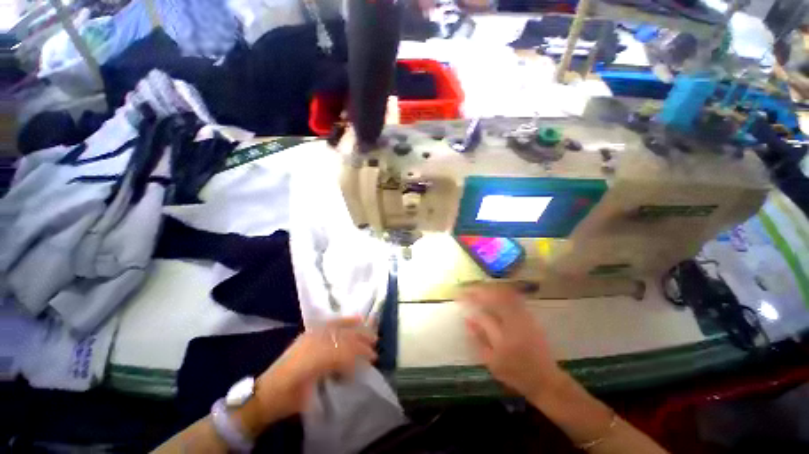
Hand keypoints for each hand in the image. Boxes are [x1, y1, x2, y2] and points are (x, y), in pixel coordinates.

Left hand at [254, 318, 377, 419]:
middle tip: (375, 344)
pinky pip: (328, 324)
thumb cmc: (288, 399)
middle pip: (341, 337)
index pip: (341, 352)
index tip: (372, 359)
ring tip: (370, 331)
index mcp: (310, 360)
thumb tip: (354, 367)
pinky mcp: (308, 334)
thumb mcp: (310, 396)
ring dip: (356, 330)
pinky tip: (355, 318)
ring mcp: (309, 336)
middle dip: (360, 340)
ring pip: (338, 328)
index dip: (358, 354)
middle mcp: (311, 343)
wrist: (264, 395)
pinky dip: (343, 320)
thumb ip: (332, 376)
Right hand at [458, 283, 563, 400]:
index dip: (470, 303)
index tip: (459, 296)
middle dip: (478, 290)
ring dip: (489, 288)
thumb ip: (478, 339)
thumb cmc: (515, 372)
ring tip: (477, 287)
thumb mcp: (492, 361)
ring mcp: (524, 317)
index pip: (482, 315)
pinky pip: (514, 297)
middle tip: (467, 288)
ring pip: (505, 294)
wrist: (545, 378)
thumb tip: (467, 319)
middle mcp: (514, 323)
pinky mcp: (530, 316)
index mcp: (502, 337)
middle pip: (494, 298)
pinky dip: (501, 291)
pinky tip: (494, 291)